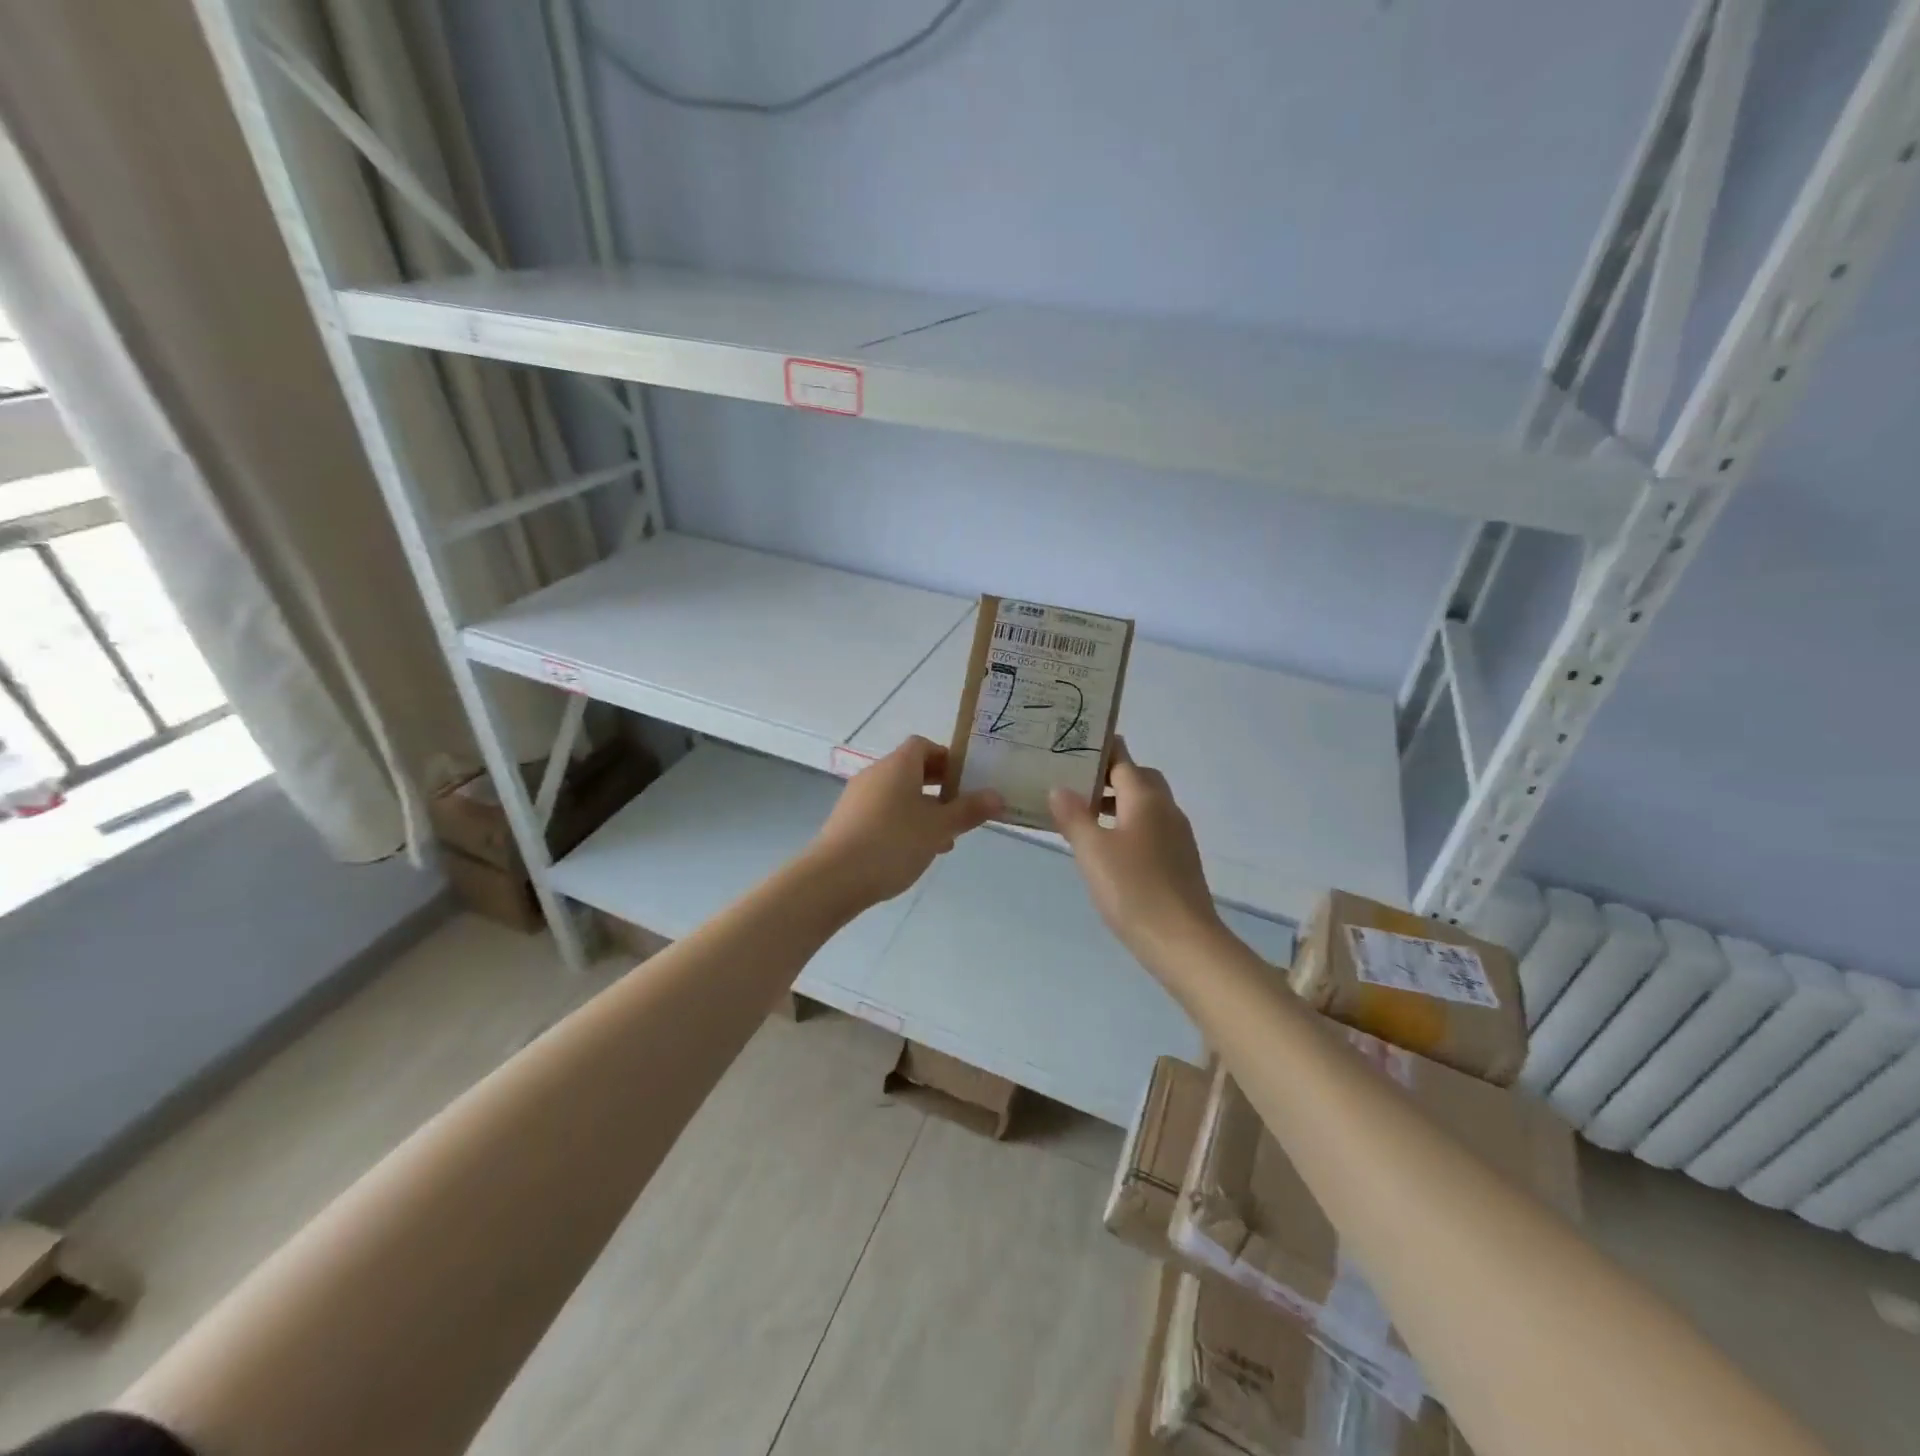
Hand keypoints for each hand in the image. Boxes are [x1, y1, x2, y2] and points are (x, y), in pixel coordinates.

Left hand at [805, 737, 1001, 911]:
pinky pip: (882, 813)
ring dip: (922, 810)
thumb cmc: (892, 843)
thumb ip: (968, 811)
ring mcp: (857, 798)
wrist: (833, 878)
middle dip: (938, 788)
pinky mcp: (847, 822)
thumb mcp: (938, 828)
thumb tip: (997, 796)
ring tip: (944, 839)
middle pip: (911, 770)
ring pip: (898, 795)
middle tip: (961, 810)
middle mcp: (875, 774)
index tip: (966, 780)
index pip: (923, 746)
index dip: (946, 758)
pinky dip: (902, 824)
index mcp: (898, 765)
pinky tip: (914, 853)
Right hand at [1049, 738, 1228, 976]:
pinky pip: (1151, 830)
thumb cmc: (1133, 889)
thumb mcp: (1092, 851)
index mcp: (1147, 799)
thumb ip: (1073, 816)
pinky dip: (1129, 827)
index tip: (1073, 747)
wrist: (1183, 941)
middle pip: (1139, 779)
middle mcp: (1166, 810)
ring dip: (1119, 804)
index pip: (1123, 760)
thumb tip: (1059, 787)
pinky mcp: (1179, 861)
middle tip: (1076, 784)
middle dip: (1110, 777)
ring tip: (1084, 817)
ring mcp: (1177, 837)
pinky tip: (1108, 851)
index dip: (1100, 751)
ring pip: (1146, 806)